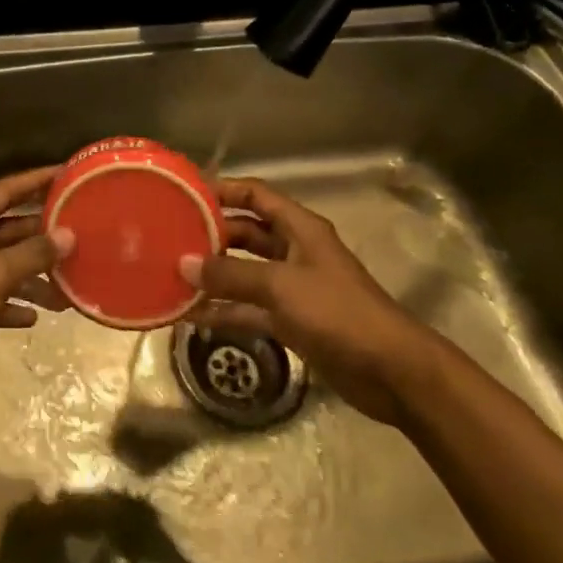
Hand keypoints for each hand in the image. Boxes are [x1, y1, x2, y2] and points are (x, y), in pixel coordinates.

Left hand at [0, 167, 71, 392]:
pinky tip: (35, 317)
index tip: (65, 174)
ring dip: (32, 277)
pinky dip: (13, 305)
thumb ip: (31, 254)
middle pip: (7, 230)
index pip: (4, 191)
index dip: (34, 180)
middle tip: (79, 234)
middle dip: (41, 234)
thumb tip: (68, 234)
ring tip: (67, 288)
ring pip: (3, 268)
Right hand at [179, 177, 443, 425]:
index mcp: (300, 229)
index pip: (256, 195)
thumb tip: (184, 264)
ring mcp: (293, 288)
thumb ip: (231, 275)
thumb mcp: (281, 286)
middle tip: (171, 237)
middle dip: (212, 234)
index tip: (186, 193)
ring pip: (245, 272)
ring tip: (172, 275)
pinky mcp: (292, 321)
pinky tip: (192, 315)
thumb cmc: (338, 313)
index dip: (224, 190)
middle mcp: (294, 252)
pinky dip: (225, 310)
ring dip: (214, 275)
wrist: (392, 372)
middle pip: (246, 233)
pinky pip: (249, 308)